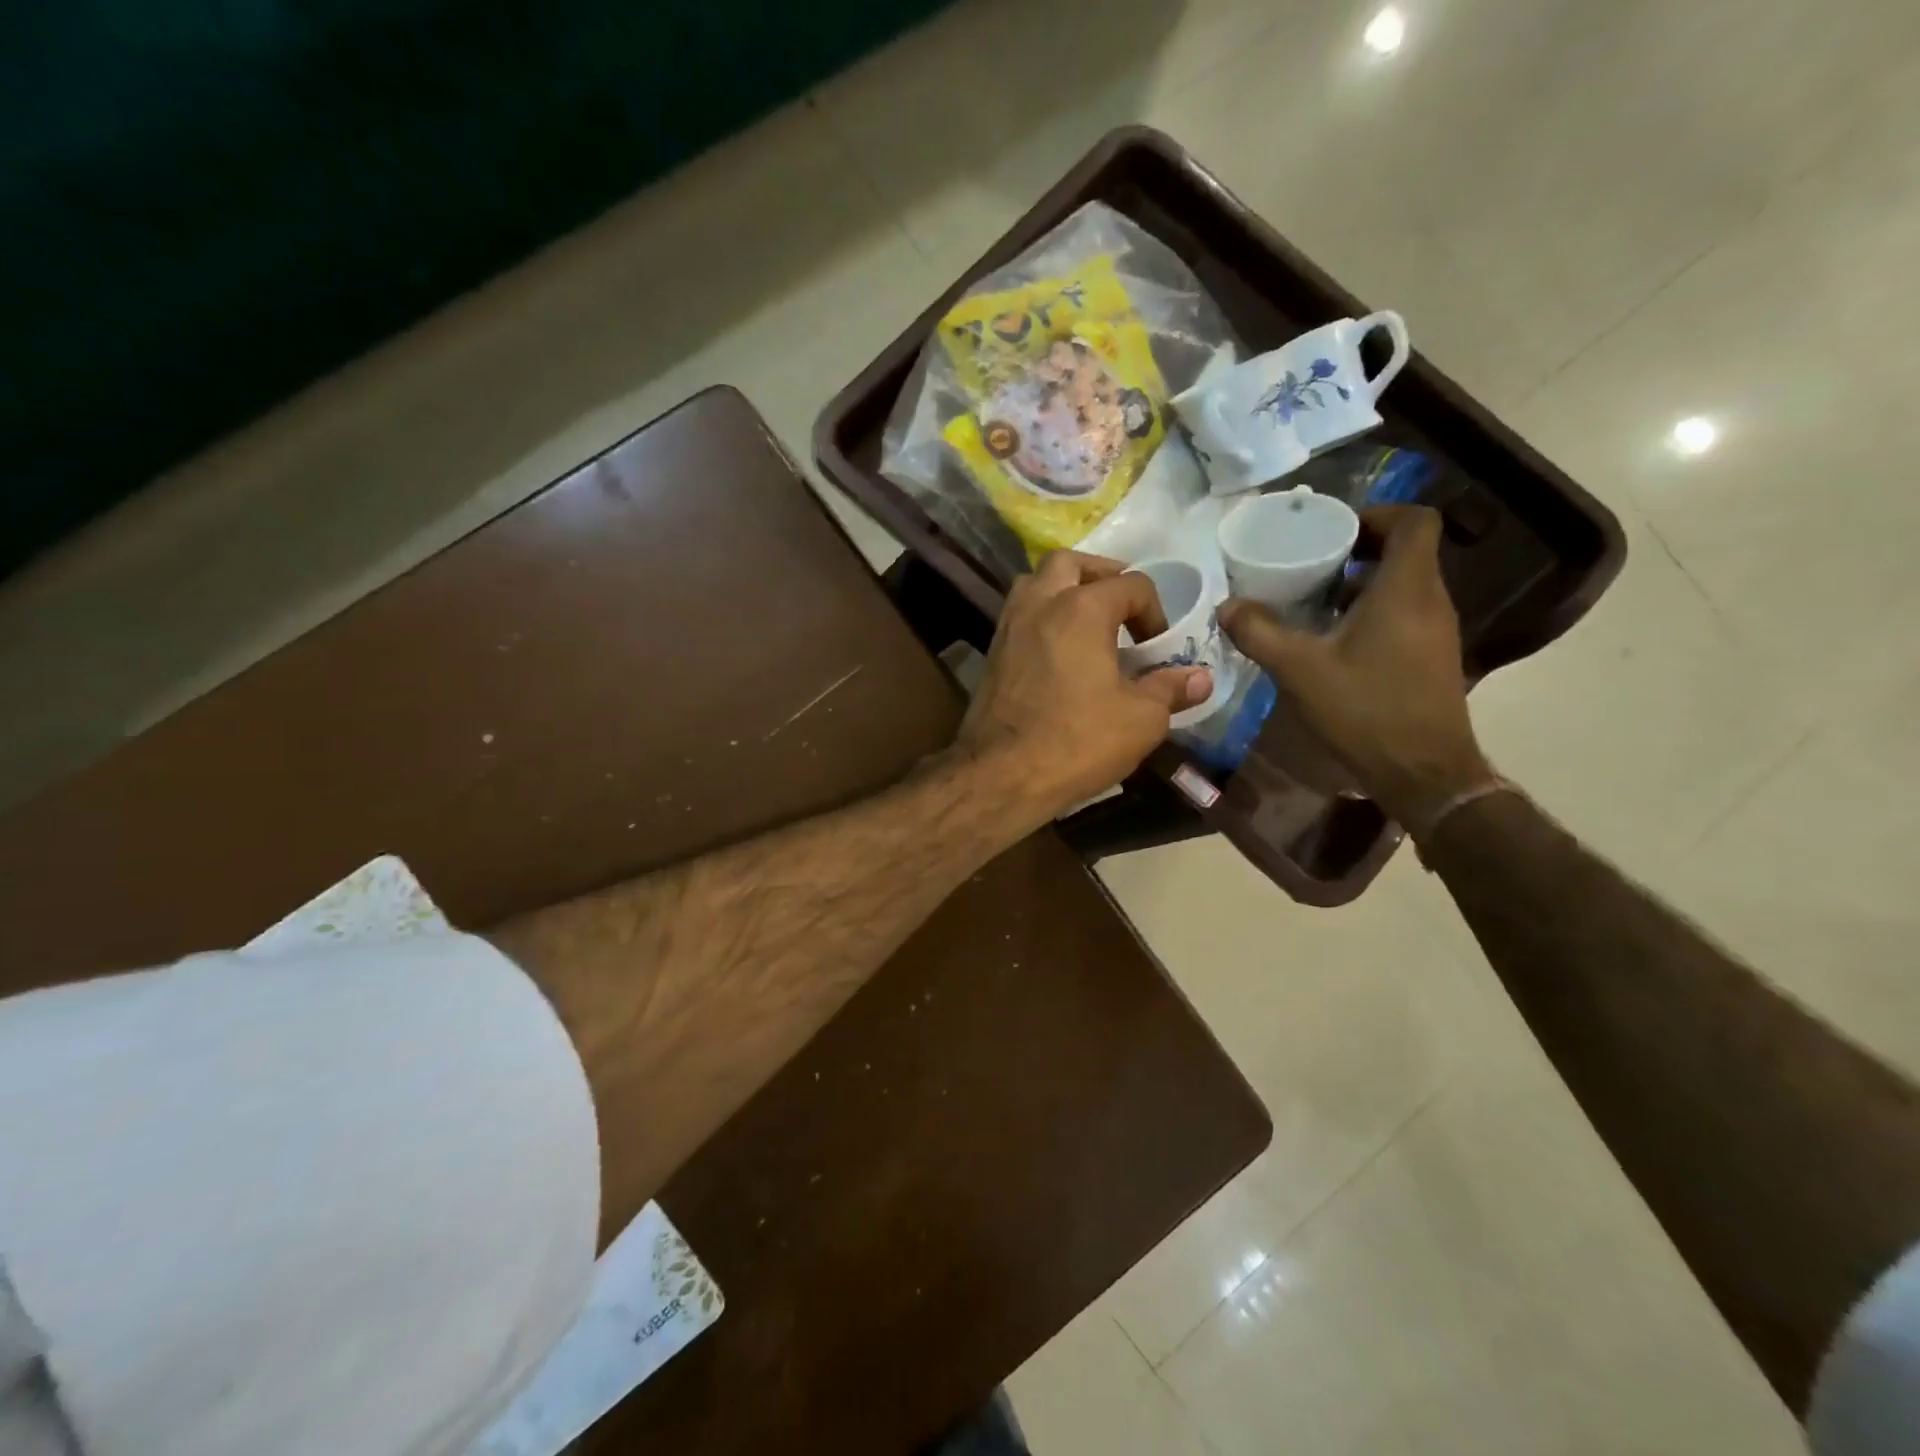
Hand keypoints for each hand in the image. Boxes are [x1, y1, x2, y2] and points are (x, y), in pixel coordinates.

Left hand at [957, 550, 1212, 818]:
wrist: (1002, 775)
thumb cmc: (1077, 741)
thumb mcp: (1141, 719)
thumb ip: (1171, 689)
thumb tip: (1201, 678)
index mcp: (1081, 608)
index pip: (1131, 585)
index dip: (1155, 612)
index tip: (1158, 650)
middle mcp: (1040, 603)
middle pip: (1071, 563)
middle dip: (1102, 577)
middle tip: (1121, 608)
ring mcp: (1009, 626)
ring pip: (1035, 583)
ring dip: (1064, 590)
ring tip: (1087, 623)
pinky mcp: (992, 652)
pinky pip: (1020, 615)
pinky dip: (1042, 618)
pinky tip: (1059, 652)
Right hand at [1220, 506, 1494, 835]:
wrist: (1423, 772)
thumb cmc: (1366, 709)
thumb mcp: (1299, 670)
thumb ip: (1259, 633)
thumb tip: (1227, 606)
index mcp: (1406, 589)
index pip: (1414, 521)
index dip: (1376, 514)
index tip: (1333, 529)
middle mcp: (1431, 601)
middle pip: (1406, 551)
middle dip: (1358, 549)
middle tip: (1310, 562)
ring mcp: (1436, 631)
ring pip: (1404, 585)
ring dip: (1362, 583)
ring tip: (1313, 600)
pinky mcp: (1432, 657)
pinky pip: (1404, 614)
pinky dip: (1371, 612)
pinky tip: (1333, 640)